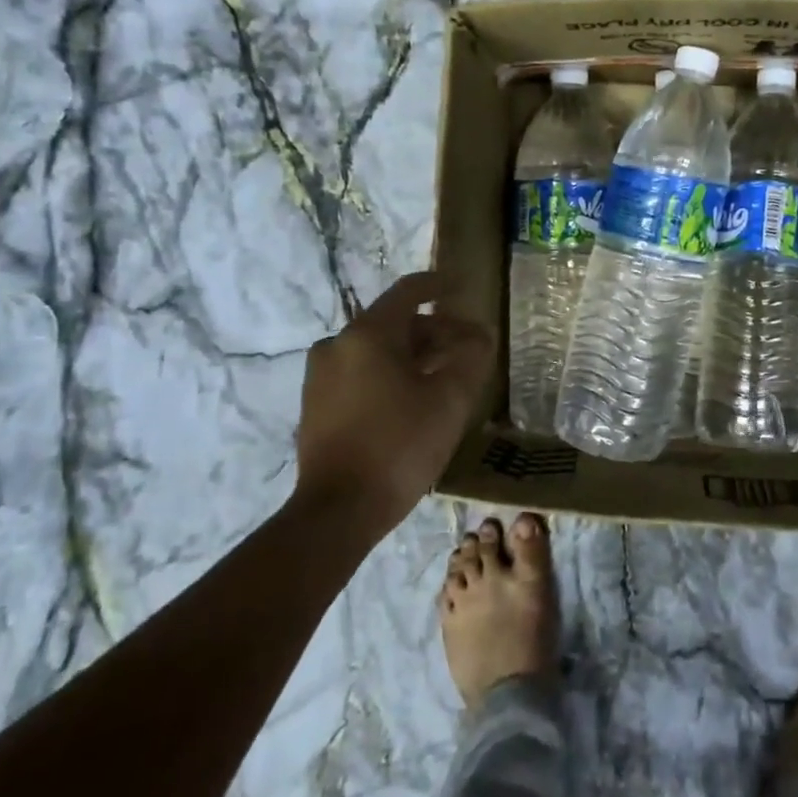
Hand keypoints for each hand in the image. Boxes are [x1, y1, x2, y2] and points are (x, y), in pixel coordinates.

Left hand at [293, 270, 493, 536]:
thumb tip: (480, 337)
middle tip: (469, 347)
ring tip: (448, 374)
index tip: (462, 287)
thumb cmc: (400, 446)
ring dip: (415, 354)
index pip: (408, 292)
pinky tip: (416, 397)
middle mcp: (338, 345)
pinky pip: (361, 372)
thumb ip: (470, 359)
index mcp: (367, 335)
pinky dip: (391, 373)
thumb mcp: (449, 400)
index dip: (439, 285)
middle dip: (435, 330)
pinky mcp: (317, 404)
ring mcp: (321, 376)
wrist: (338, 511)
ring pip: (378, 350)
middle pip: (395, 323)